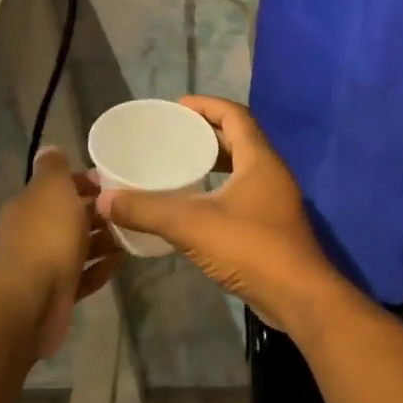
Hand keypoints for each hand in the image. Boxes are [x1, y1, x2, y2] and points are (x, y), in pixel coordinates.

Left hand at [0, 146, 119, 359]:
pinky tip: (120, 264)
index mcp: (30, 205)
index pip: (59, 186)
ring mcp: (44, 264)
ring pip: (78, 247)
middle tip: (131, 211)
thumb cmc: (46, 237)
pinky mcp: (57, 292)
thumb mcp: (52, 188)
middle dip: (99, 213)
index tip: (115, 183)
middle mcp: (33, 232)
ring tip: (132, 237)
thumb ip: (54, 167)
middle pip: (70, 217)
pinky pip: (83, 275)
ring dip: (103, 242)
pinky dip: (100, 269)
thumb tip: (51, 149)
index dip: (85, 182)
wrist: (31, 300)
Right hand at [96, 96, 348, 335]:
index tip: (176, 107)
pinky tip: (193, 207)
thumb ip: (147, 210)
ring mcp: (275, 201)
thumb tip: (105, 200)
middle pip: (238, 140)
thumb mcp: (192, 224)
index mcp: (259, 159)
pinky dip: (218, 191)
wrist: (298, 297)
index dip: (206, 105)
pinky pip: (242, 195)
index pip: (234, 115)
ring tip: (178, 168)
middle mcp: (271, 173)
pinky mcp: (272, 227)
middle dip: (205, 135)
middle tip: (172, 138)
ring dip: (212, 165)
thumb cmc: (250, 248)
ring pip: (241, 170)